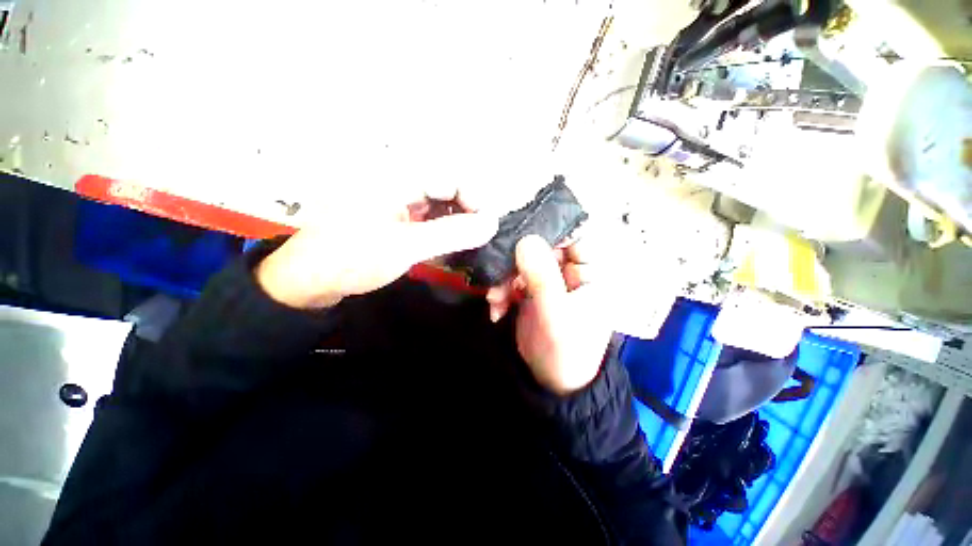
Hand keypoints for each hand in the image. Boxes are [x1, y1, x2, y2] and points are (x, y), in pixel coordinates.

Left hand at [256, 190, 496, 308]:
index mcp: (397, 178)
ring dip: (455, 224)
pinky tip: (448, 247)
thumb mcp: (407, 246)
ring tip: (466, 245)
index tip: (488, 227)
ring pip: (439, 206)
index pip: (451, 178)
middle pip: (446, 190)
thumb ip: (452, 233)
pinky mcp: (395, 219)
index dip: (474, 200)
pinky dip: (441, 232)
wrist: (309, 280)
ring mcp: (397, 202)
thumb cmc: (353, 258)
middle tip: (479, 239)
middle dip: (467, 214)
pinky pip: (427, 219)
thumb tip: (492, 223)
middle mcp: (399, 183)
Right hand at [488, 234, 611, 394]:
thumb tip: (526, 239)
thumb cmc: (565, 351)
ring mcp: (548, 282)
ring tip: (494, 299)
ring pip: (522, 264)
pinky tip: (496, 308)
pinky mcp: (530, 292)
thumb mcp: (555, 314)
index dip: (548, 233)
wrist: (550, 384)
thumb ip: (542, 277)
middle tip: (498, 277)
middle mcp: (569, 273)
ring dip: (504, 279)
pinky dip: (501, 291)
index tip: (520, 237)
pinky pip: (512, 280)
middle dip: (516, 262)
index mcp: (589, 274)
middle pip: (542, 249)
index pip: (573, 237)